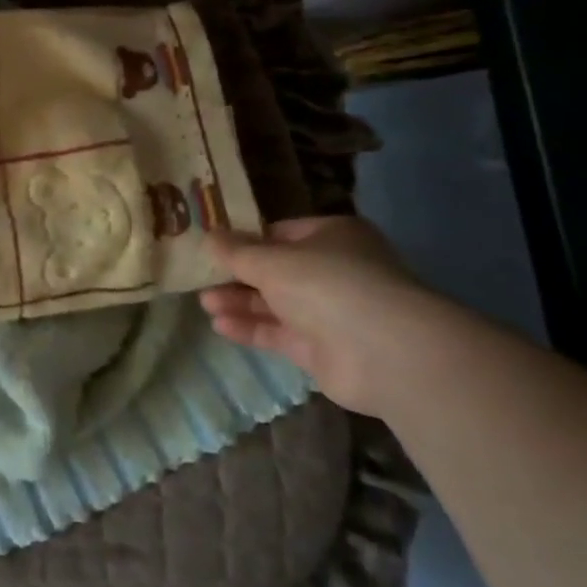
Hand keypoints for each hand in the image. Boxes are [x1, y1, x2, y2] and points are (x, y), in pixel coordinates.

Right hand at [199, 216, 448, 415]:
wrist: (385, 353)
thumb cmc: (328, 285)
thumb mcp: (271, 260)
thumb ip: (236, 252)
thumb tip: (208, 237)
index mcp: (331, 236)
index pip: (280, 233)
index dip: (245, 240)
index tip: (212, 247)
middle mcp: (333, 271)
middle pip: (275, 270)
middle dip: (237, 276)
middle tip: (201, 279)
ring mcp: (330, 312)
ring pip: (275, 303)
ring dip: (239, 302)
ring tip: (204, 303)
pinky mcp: (323, 349)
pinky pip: (279, 333)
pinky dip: (251, 328)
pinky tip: (220, 326)